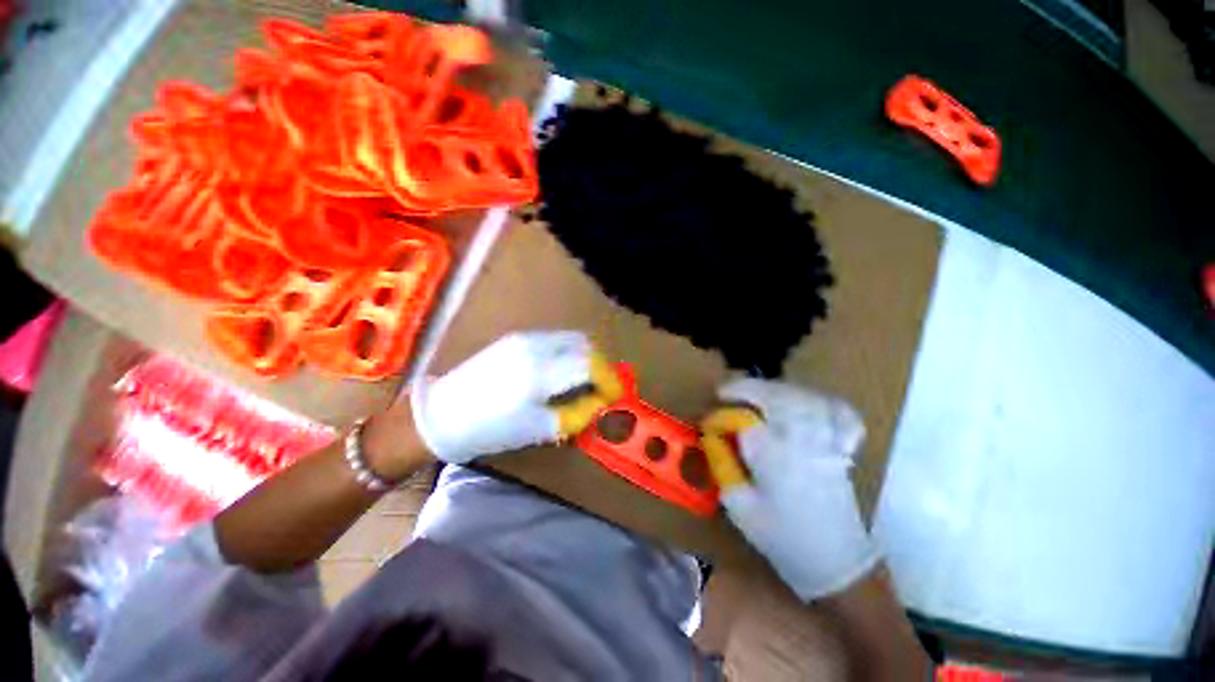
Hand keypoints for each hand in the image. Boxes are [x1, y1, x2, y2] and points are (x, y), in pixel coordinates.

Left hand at [410, 331, 622, 463]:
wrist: (441, 414)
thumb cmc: (490, 428)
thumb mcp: (539, 428)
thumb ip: (576, 413)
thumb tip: (601, 404)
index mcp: (542, 372)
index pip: (590, 365)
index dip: (609, 379)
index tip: (614, 395)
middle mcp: (537, 346)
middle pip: (584, 344)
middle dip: (599, 364)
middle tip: (601, 387)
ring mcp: (525, 338)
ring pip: (570, 338)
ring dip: (584, 356)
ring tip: (583, 380)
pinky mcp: (515, 338)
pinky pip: (553, 339)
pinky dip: (567, 352)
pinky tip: (561, 371)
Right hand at [700, 377, 877, 600]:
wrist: (837, 564)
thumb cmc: (783, 538)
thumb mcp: (740, 507)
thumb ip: (723, 468)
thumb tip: (712, 439)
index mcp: (775, 458)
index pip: (743, 421)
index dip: (722, 416)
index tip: (709, 422)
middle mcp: (802, 442)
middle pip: (777, 397)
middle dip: (748, 388)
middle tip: (727, 392)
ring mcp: (826, 441)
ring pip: (803, 397)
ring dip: (776, 389)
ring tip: (758, 393)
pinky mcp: (842, 448)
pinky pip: (840, 413)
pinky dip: (822, 401)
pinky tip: (807, 402)